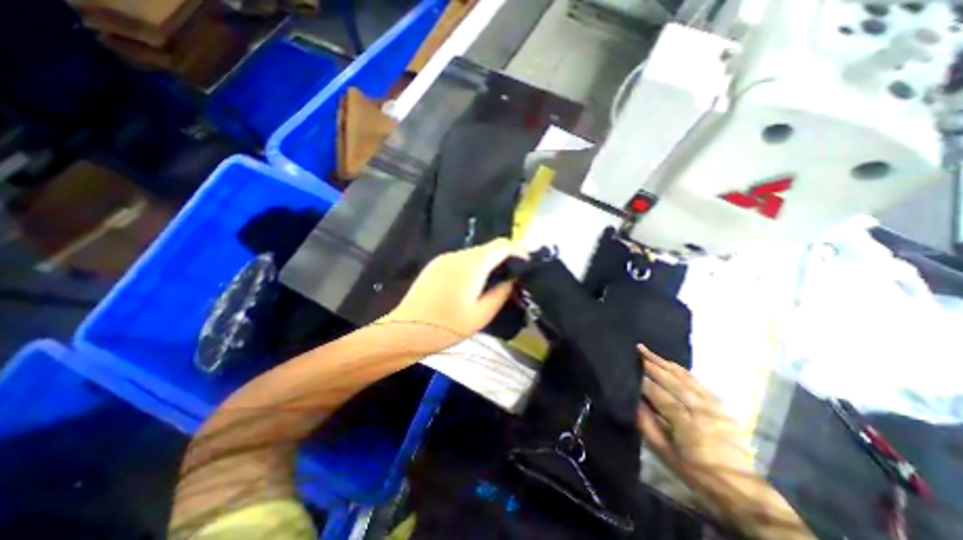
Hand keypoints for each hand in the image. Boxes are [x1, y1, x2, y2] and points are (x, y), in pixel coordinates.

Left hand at [381, 237, 524, 347]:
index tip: (528, 264)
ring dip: (489, 262)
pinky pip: (462, 259)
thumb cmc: (446, 326)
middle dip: (505, 258)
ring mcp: (445, 257)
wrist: (406, 330)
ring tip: (496, 281)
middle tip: (514, 276)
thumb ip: (501, 292)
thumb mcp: (481, 315)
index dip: (519, 251)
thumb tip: (512, 279)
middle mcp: (458, 254)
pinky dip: (475, 266)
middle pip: (489, 247)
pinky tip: (474, 283)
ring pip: (476, 253)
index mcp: (471, 264)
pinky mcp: (436, 264)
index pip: (502, 245)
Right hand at [638, 347, 810, 537]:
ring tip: (650, 352)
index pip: (661, 395)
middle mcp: (701, 411)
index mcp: (687, 425)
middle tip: (638, 350)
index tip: (631, 367)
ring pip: (687, 379)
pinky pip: (700, 384)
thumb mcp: (666, 454)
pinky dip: (684, 372)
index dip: (644, 380)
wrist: (740, 489)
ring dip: (667, 363)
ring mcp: (714, 408)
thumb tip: (634, 402)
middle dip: (654, 364)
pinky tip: (673, 365)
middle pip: (674, 382)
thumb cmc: (696, 473)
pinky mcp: (722, 408)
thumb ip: (648, 426)